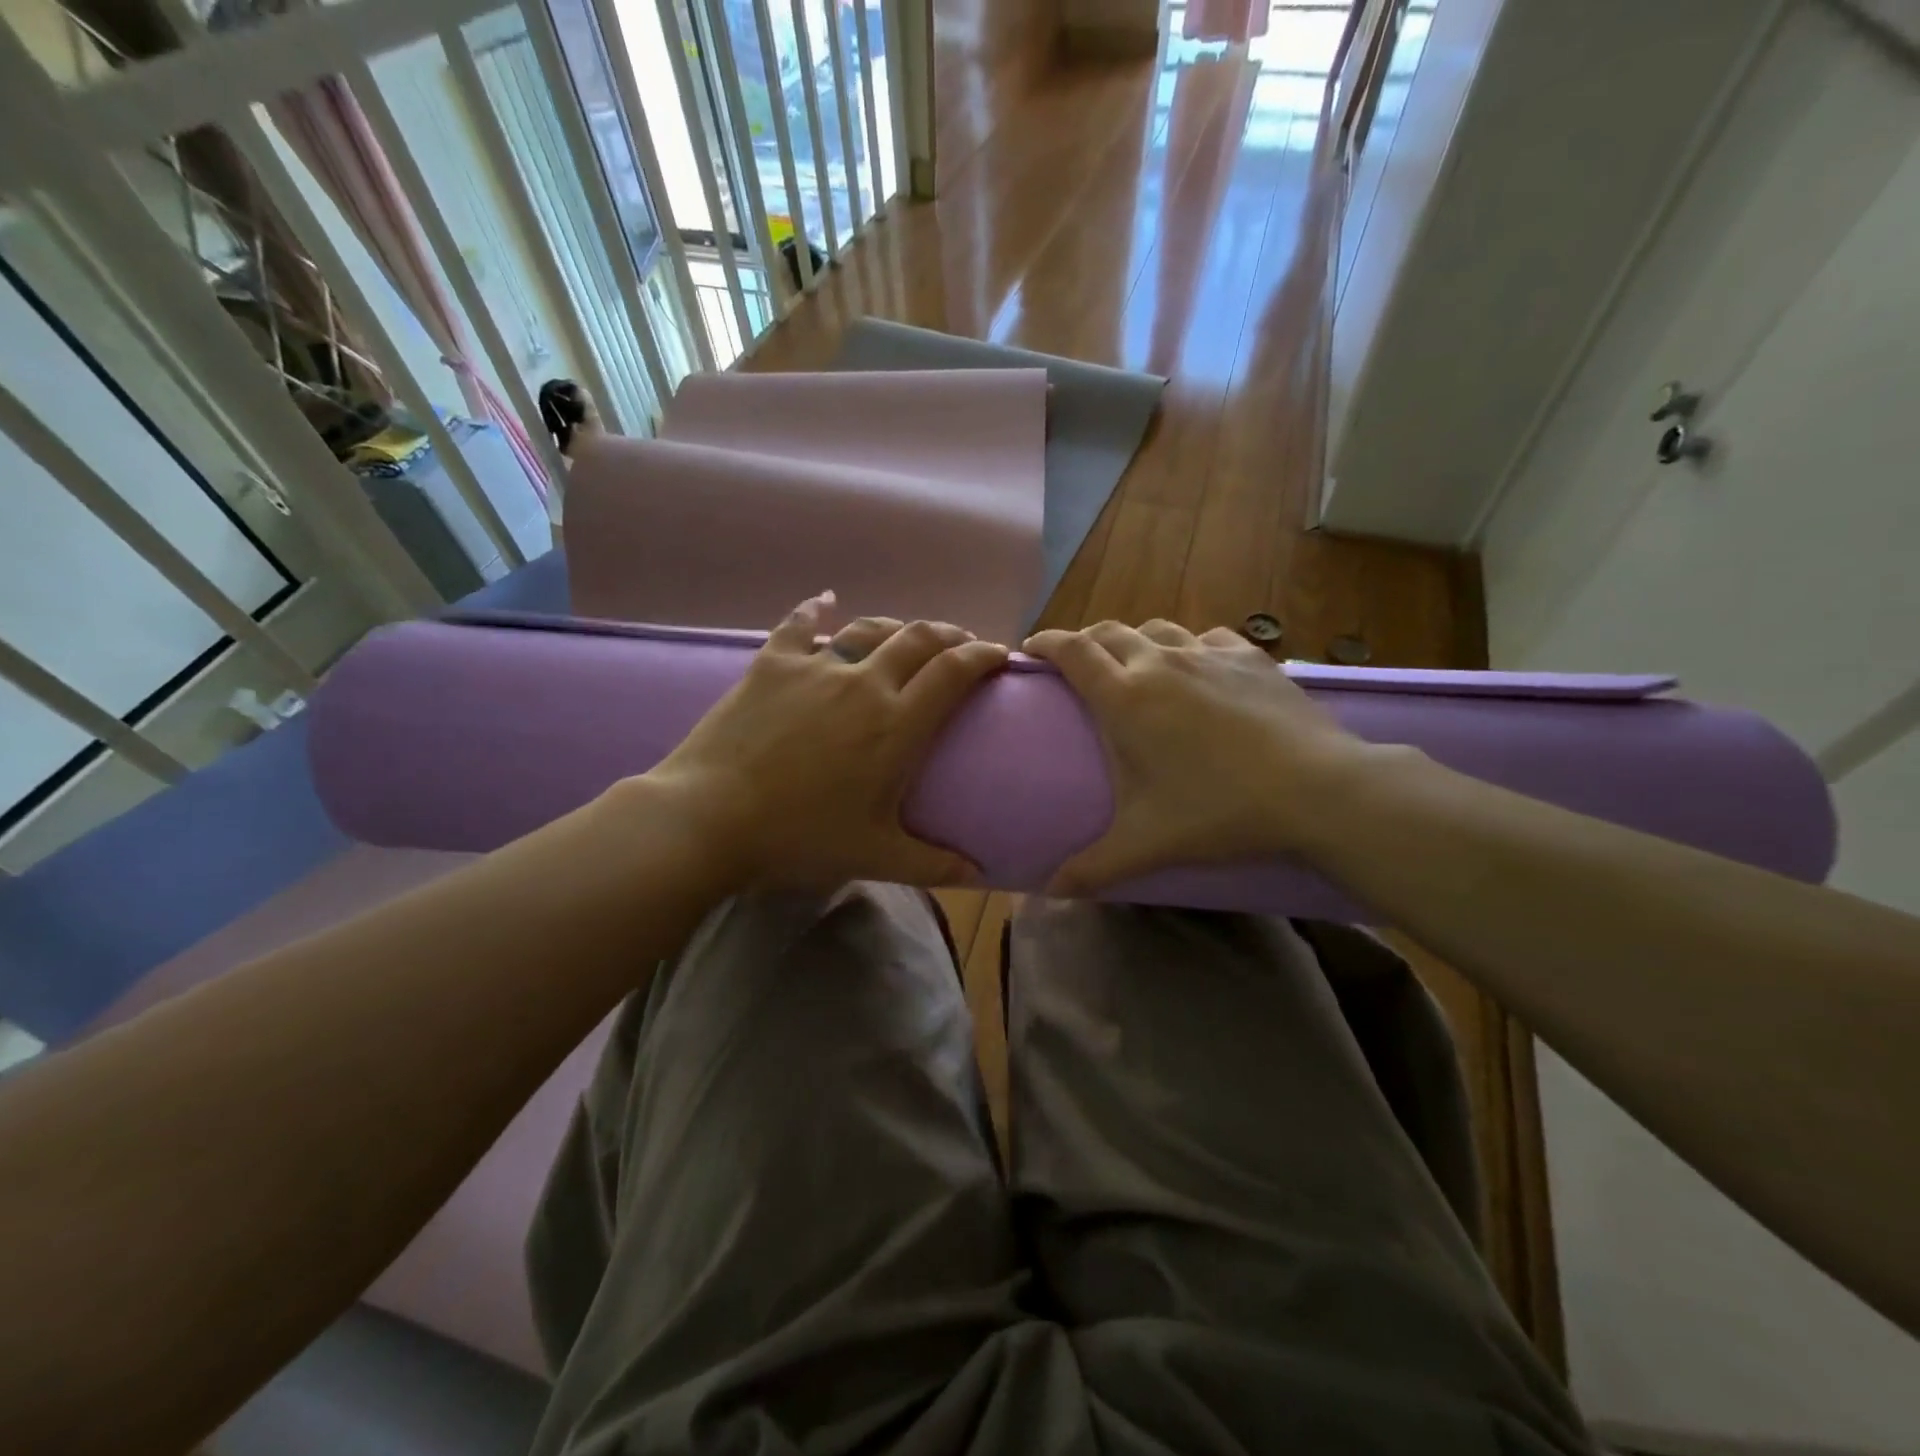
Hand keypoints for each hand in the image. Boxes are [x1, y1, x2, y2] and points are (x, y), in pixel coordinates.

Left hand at [646, 592, 1008, 889]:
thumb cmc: (800, 836)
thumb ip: (934, 863)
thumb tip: (979, 871)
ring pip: (868, 627)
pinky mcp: (772, 664)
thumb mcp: (875, 856)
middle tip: (961, 643)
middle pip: (918, 639)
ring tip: (906, 634)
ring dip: (896, 626)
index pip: (954, 673)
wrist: (711, 818)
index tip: (999, 654)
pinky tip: (824, 600)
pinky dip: (815, 609)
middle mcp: (864, 683)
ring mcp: (815, 667)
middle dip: (949, 634)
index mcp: (897, 724)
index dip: (983, 656)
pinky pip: (798, 624)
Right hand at [1022, 619, 1380, 892]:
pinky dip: (1189, 648)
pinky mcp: (1250, 658)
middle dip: (1084, 642)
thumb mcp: (1146, 843)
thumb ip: (1093, 867)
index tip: (1029, 650)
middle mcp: (1160, 662)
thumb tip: (1049, 893)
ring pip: (1157, 629)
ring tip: (1135, 666)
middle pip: (1109, 632)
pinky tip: (1199, 670)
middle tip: (1077, 667)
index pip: (1072, 651)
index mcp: (1125, 697)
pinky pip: (1206, 639)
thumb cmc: (1219, 811)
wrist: (1318, 790)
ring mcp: (1209, 654)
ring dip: (1135, 642)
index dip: (1045, 643)